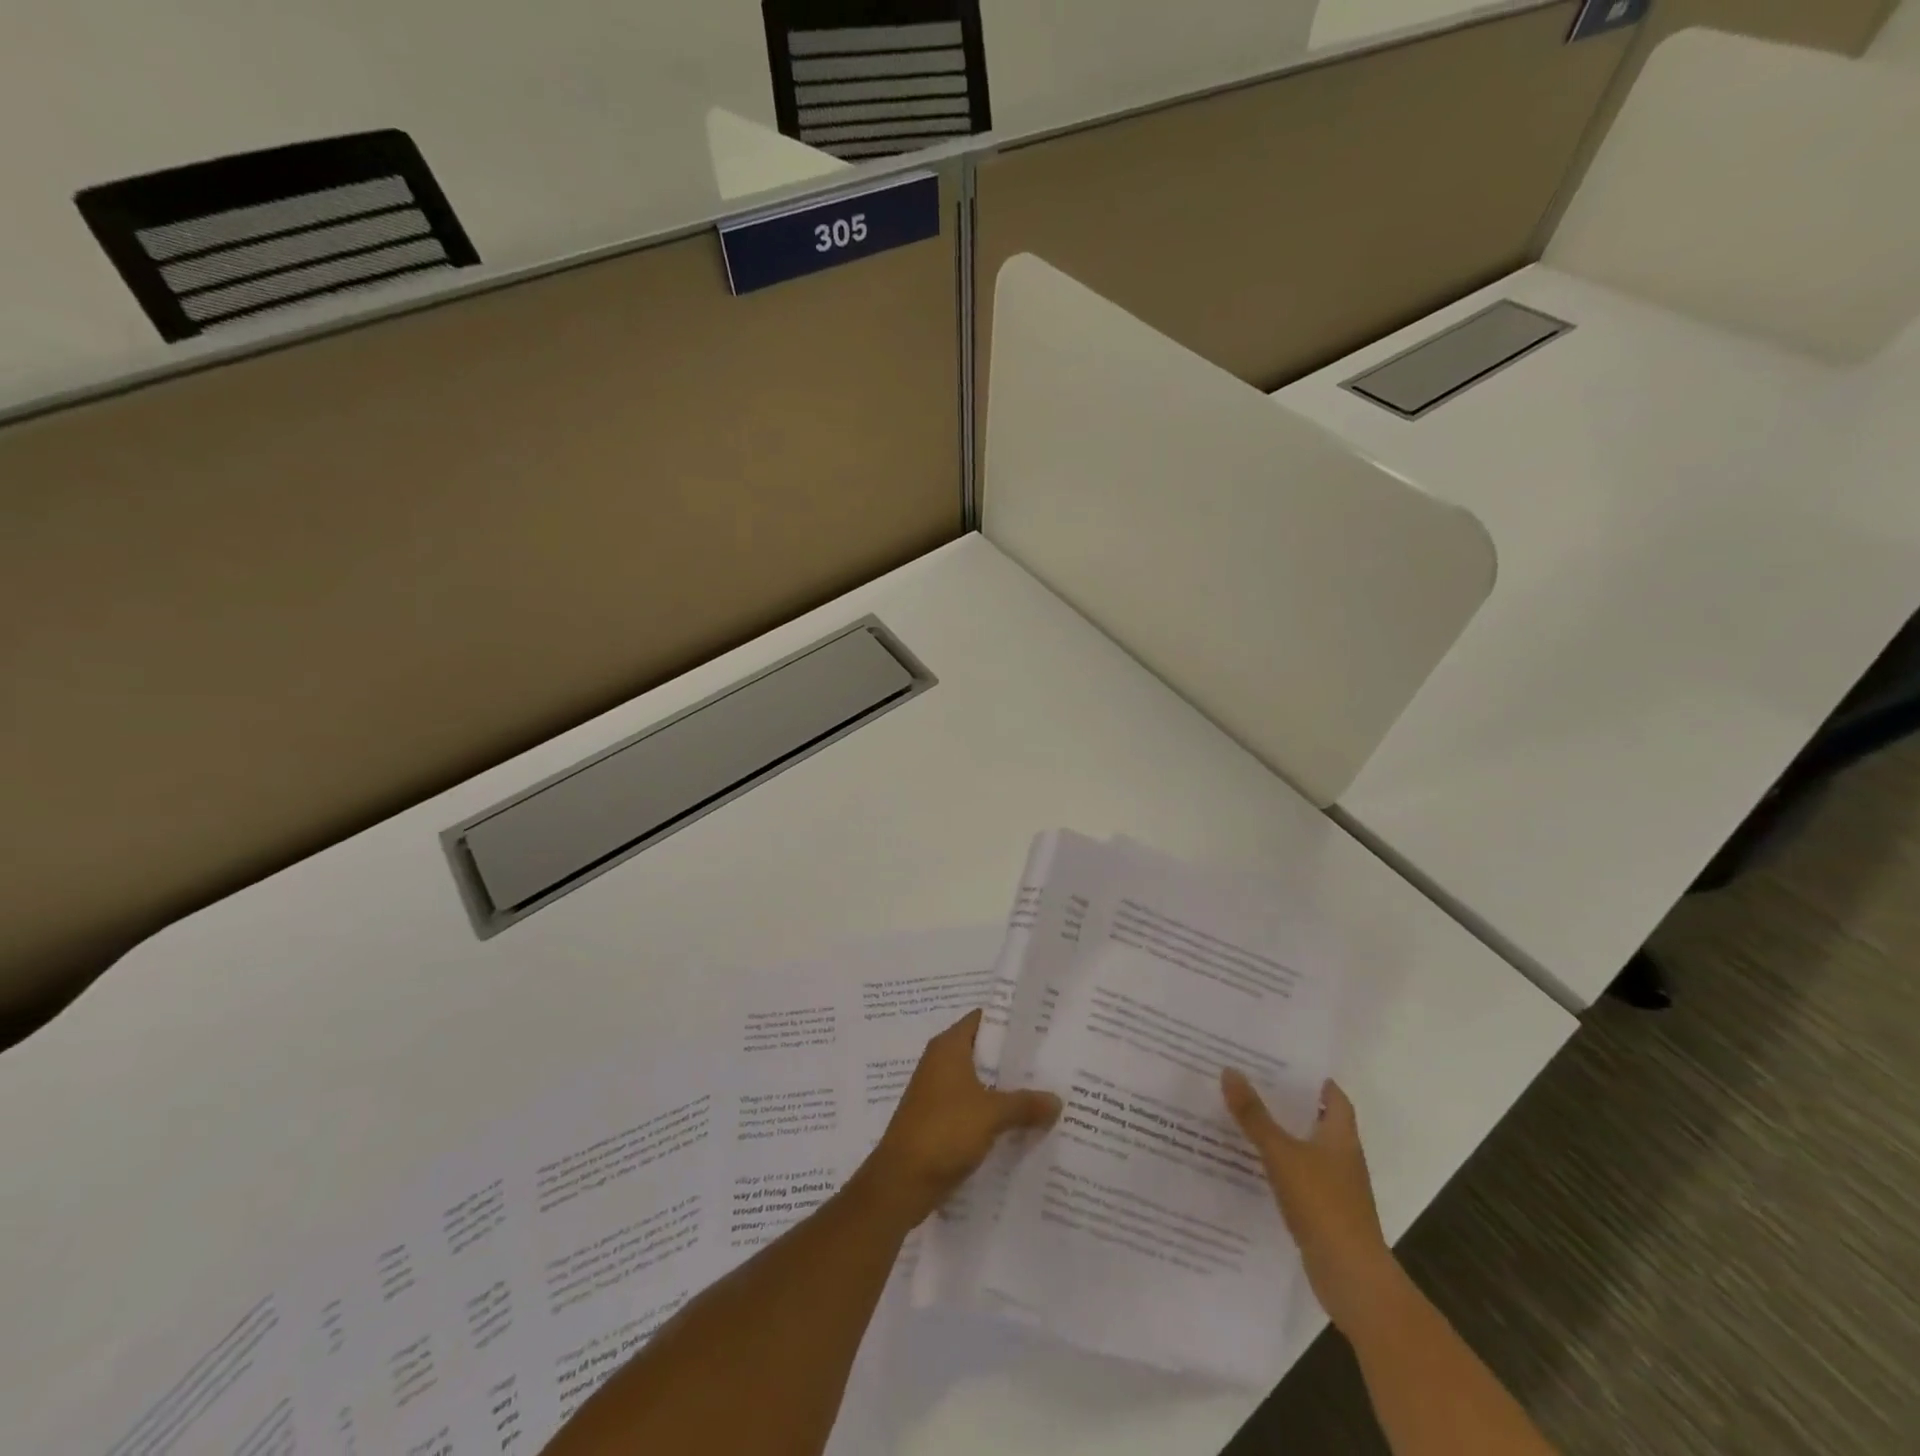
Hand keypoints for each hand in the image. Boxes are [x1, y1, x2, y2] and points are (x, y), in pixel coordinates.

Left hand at [866, 1009, 1061, 1227]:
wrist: (901, 1181)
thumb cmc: (944, 1131)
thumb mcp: (992, 1114)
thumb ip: (1026, 1103)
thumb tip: (1057, 1100)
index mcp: (948, 1047)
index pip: (983, 1019)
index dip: (1010, 1021)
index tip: (1041, 1029)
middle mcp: (941, 1062)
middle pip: (983, 1051)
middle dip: (1014, 1060)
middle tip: (1051, 1063)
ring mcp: (938, 1093)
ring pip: (980, 1082)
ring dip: (1006, 1089)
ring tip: (1044, 1094)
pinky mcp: (939, 1120)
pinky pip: (973, 1107)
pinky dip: (993, 1113)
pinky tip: (1021, 1125)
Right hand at [1222, 1069, 1396, 1333]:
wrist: (1352, 1278)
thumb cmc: (1323, 1205)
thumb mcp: (1282, 1154)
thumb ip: (1254, 1115)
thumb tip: (1229, 1070)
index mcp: (1341, 1136)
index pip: (1333, 1096)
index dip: (1312, 1078)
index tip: (1281, 1061)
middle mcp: (1342, 1157)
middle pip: (1317, 1119)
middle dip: (1288, 1101)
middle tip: (1250, 1080)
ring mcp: (1335, 1187)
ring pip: (1305, 1148)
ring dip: (1281, 1133)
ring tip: (1242, 1115)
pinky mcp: (1324, 1212)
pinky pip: (1298, 1176)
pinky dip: (1278, 1165)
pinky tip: (1251, 1163)